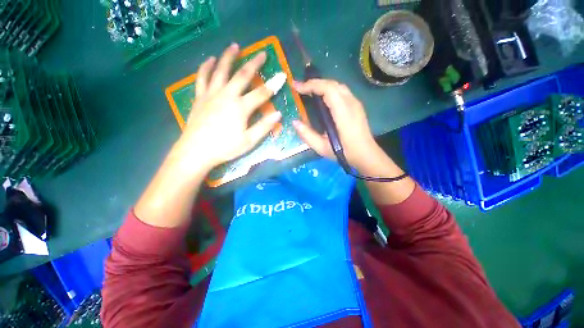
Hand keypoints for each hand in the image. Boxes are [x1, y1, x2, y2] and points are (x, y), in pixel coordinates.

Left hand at [171, 43, 281, 170]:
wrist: (196, 151)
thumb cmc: (225, 148)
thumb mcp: (249, 141)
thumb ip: (264, 126)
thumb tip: (278, 114)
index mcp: (240, 108)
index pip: (261, 93)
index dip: (273, 85)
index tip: (282, 75)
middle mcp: (227, 96)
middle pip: (242, 75)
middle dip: (254, 63)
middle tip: (262, 53)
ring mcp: (211, 94)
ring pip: (220, 70)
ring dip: (228, 57)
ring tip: (235, 46)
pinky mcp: (200, 97)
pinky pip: (202, 77)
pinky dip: (206, 67)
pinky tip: (209, 59)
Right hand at [292, 79, 378, 170]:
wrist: (366, 155)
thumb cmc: (345, 153)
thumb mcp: (323, 148)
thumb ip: (307, 135)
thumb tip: (295, 122)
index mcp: (343, 113)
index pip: (328, 89)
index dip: (311, 85)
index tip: (296, 87)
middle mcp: (351, 104)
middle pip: (332, 84)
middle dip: (314, 83)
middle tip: (299, 87)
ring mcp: (356, 103)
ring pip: (338, 86)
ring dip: (322, 85)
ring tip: (308, 91)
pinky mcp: (356, 106)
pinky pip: (341, 91)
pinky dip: (328, 90)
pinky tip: (322, 97)